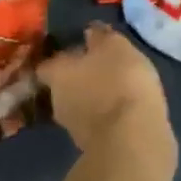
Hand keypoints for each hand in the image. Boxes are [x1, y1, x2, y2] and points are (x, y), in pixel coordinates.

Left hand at [38, 23, 173, 156]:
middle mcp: (57, 101)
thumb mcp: (116, 46)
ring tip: (116, 90)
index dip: (62, 57)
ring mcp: (73, 129)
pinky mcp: (92, 148)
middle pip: (63, 86)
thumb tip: (88, 32)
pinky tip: (124, 111)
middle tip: (101, 69)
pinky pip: (96, 125)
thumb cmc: (120, 81)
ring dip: (93, 99)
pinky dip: (106, 117)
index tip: (78, 51)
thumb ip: (100, 37)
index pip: (47, 64)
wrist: (133, 139)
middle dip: (79, 78)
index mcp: (57, 74)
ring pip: (79, 106)